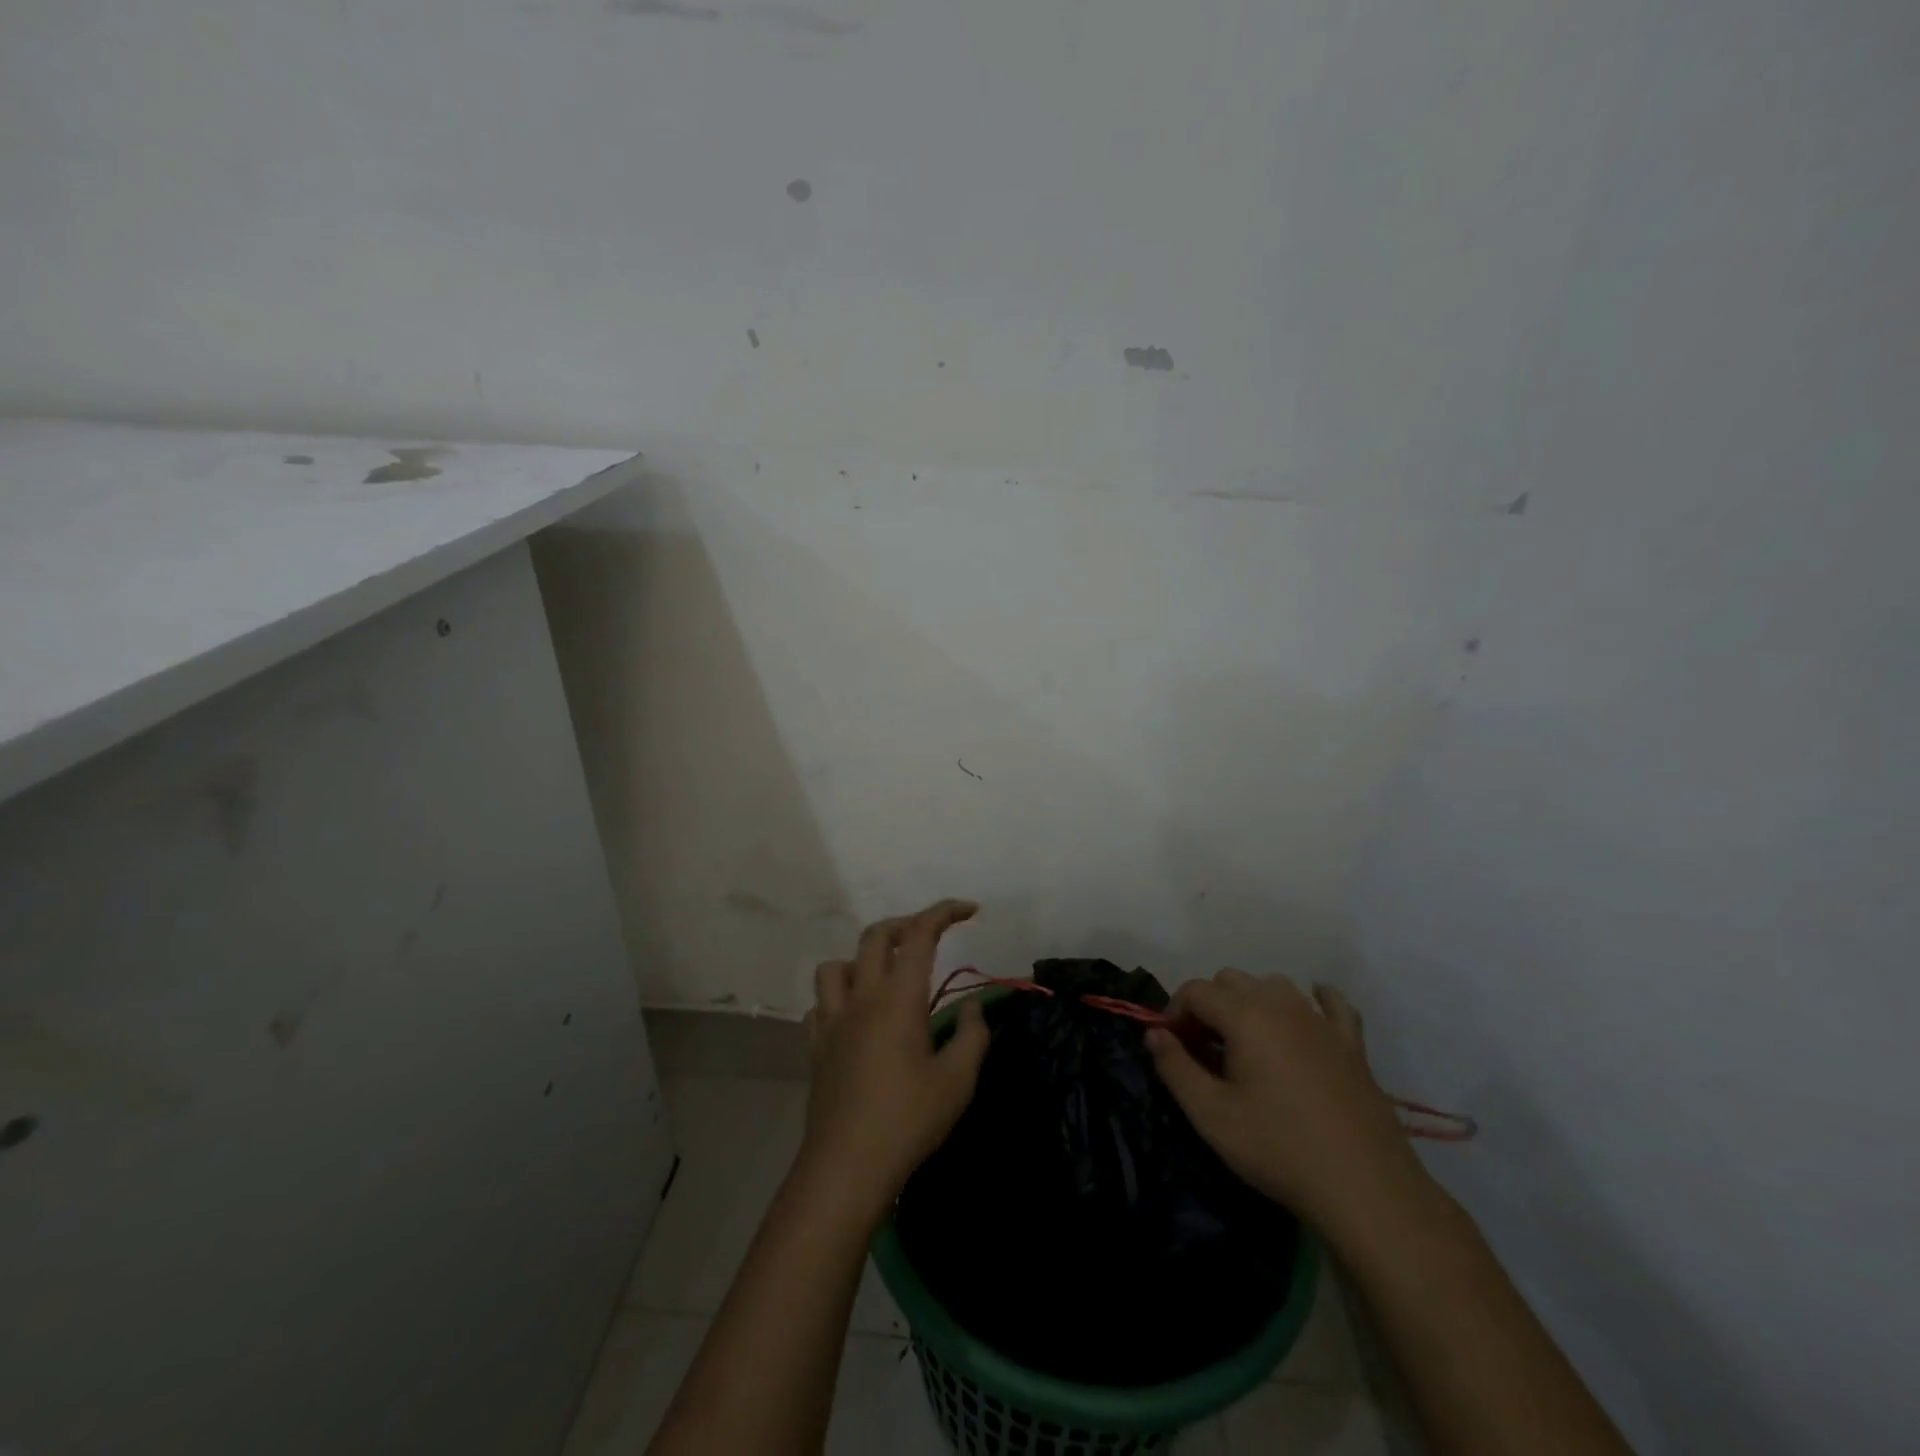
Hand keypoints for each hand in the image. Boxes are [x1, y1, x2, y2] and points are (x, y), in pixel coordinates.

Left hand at [799, 900, 991, 1215]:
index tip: (969, 909)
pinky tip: (855, 1018)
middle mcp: (861, 997)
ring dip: (862, 959)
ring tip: (885, 976)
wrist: (846, 1167)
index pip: (920, 934)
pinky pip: (820, 1004)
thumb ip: (973, 1036)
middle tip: (931, 935)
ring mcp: (832, 1020)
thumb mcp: (958, 1081)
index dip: (944, 912)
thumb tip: (975, 1008)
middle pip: (876, 936)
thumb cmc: (908, 1120)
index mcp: (898, 998)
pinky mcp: (815, 1046)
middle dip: (906, 924)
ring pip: (837, 965)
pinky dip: (839, 997)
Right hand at [1147, 971, 1431, 1236]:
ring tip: (1244, 1043)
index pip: (1195, 990)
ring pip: (1274, 986)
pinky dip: (1315, 1000)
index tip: (1170, 1047)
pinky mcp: (1352, 1044)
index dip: (1174, 1012)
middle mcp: (1282, 1004)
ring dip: (1251, 1002)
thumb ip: (1175, 1067)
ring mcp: (1321, 1021)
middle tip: (1202, 1050)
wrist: (1366, 1188)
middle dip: (1208, 1006)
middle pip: (1231, 981)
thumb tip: (1154, 1034)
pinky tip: (1310, 1010)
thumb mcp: (1211, 1115)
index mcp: (1245, 1015)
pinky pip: (1332, 1004)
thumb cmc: (1279, 1148)